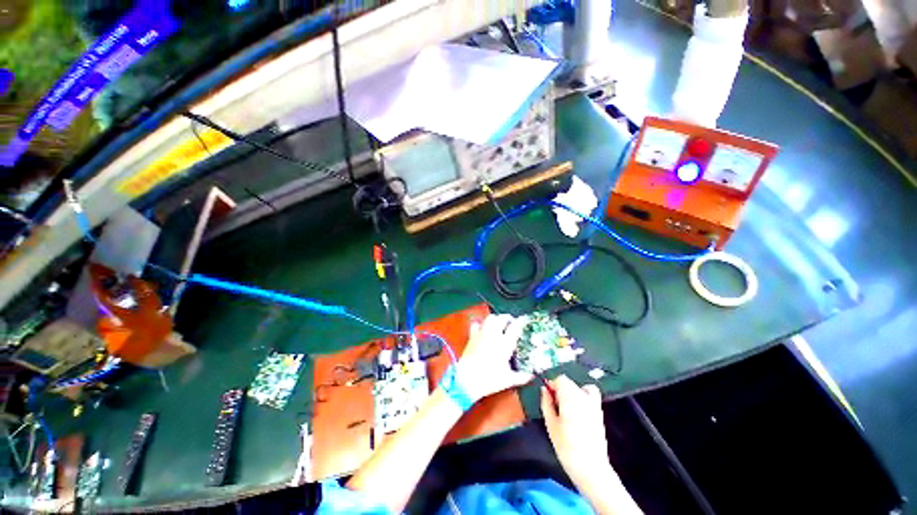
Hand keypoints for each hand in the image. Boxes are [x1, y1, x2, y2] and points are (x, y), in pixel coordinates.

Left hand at [456, 314, 532, 401]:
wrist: (467, 380)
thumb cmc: (489, 379)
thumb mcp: (508, 380)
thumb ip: (522, 377)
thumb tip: (531, 375)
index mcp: (505, 344)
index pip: (515, 327)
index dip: (520, 322)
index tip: (523, 322)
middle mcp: (494, 335)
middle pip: (502, 318)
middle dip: (508, 318)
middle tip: (511, 323)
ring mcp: (482, 334)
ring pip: (490, 318)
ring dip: (496, 318)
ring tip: (499, 323)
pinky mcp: (472, 336)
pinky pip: (476, 324)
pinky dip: (480, 323)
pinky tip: (482, 328)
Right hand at [541, 375, 617, 487]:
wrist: (590, 468)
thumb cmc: (566, 447)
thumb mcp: (550, 425)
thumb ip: (546, 403)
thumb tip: (544, 389)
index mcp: (570, 398)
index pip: (560, 379)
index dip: (551, 385)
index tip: (547, 396)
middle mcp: (583, 397)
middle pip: (569, 382)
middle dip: (560, 390)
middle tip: (555, 406)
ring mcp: (594, 404)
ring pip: (579, 387)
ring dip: (571, 392)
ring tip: (566, 408)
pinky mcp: (599, 412)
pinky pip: (591, 394)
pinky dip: (584, 395)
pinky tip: (578, 408)